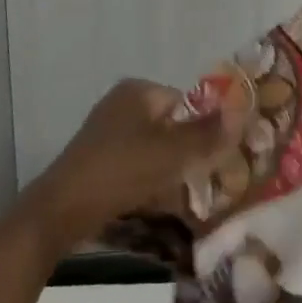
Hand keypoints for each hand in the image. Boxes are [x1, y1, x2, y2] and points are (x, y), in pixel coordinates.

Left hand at [19, 78, 245, 251]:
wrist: (60, 211)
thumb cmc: (121, 171)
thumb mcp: (173, 153)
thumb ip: (208, 133)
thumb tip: (241, 112)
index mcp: (138, 90)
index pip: (186, 102)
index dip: (203, 129)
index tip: (213, 159)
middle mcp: (121, 103)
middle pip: (171, 125)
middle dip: (187, 152)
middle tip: (201, 180)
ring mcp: (106, 131)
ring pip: (154, 147)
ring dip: (170, 169)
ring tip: (181, 195)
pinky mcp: (97, 159)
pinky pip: (135, 163)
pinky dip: (148, 179)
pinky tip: (154, 201)